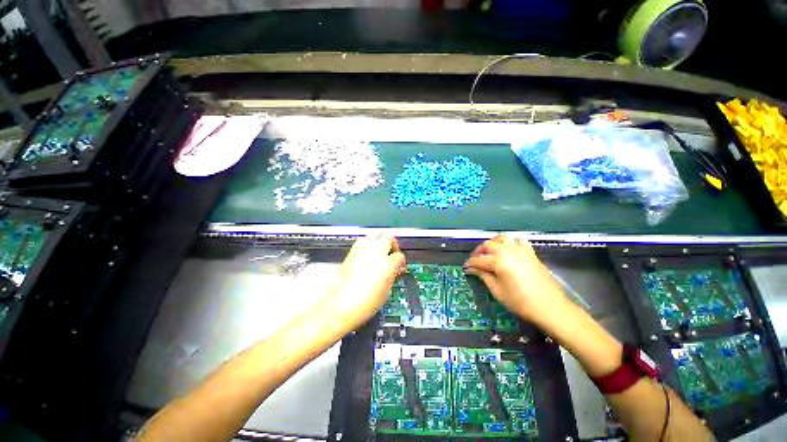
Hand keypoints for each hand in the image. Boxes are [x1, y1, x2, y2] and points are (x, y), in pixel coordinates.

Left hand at [325, 234, 405, 331]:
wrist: (340, 305)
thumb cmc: (366, 303)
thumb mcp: (386, 291)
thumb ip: (392, 275)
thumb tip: (395, 269)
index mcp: (387, 264)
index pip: (399, 256)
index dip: (401, 262)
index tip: (400, 267)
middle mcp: (375, 252)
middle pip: (388, 238)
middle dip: (393, 244)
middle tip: (392, 253)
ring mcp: (362, 250)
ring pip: (375, 235)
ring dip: (380, 241)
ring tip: (380, 251)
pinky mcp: (351, 252)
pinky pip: (363, 241)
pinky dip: (368, 243)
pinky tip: (368, 254)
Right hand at [464, 235, 565, 322]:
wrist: (550, 308)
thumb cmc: (521, 302)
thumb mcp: (497, 291)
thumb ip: (483, 276)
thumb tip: (472, 269)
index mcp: (499, 261)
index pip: (478, 260)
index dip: (470, 264)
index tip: (465, 268)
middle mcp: (508, 251)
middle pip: (487, 245)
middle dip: (478, 252)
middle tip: (475, 261)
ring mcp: (520, 250)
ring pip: (502, 238)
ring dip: (493, 243)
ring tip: (489, 253)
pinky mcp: (530, 253)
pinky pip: (518, 241)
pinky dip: (511, 243)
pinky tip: (509, 251)